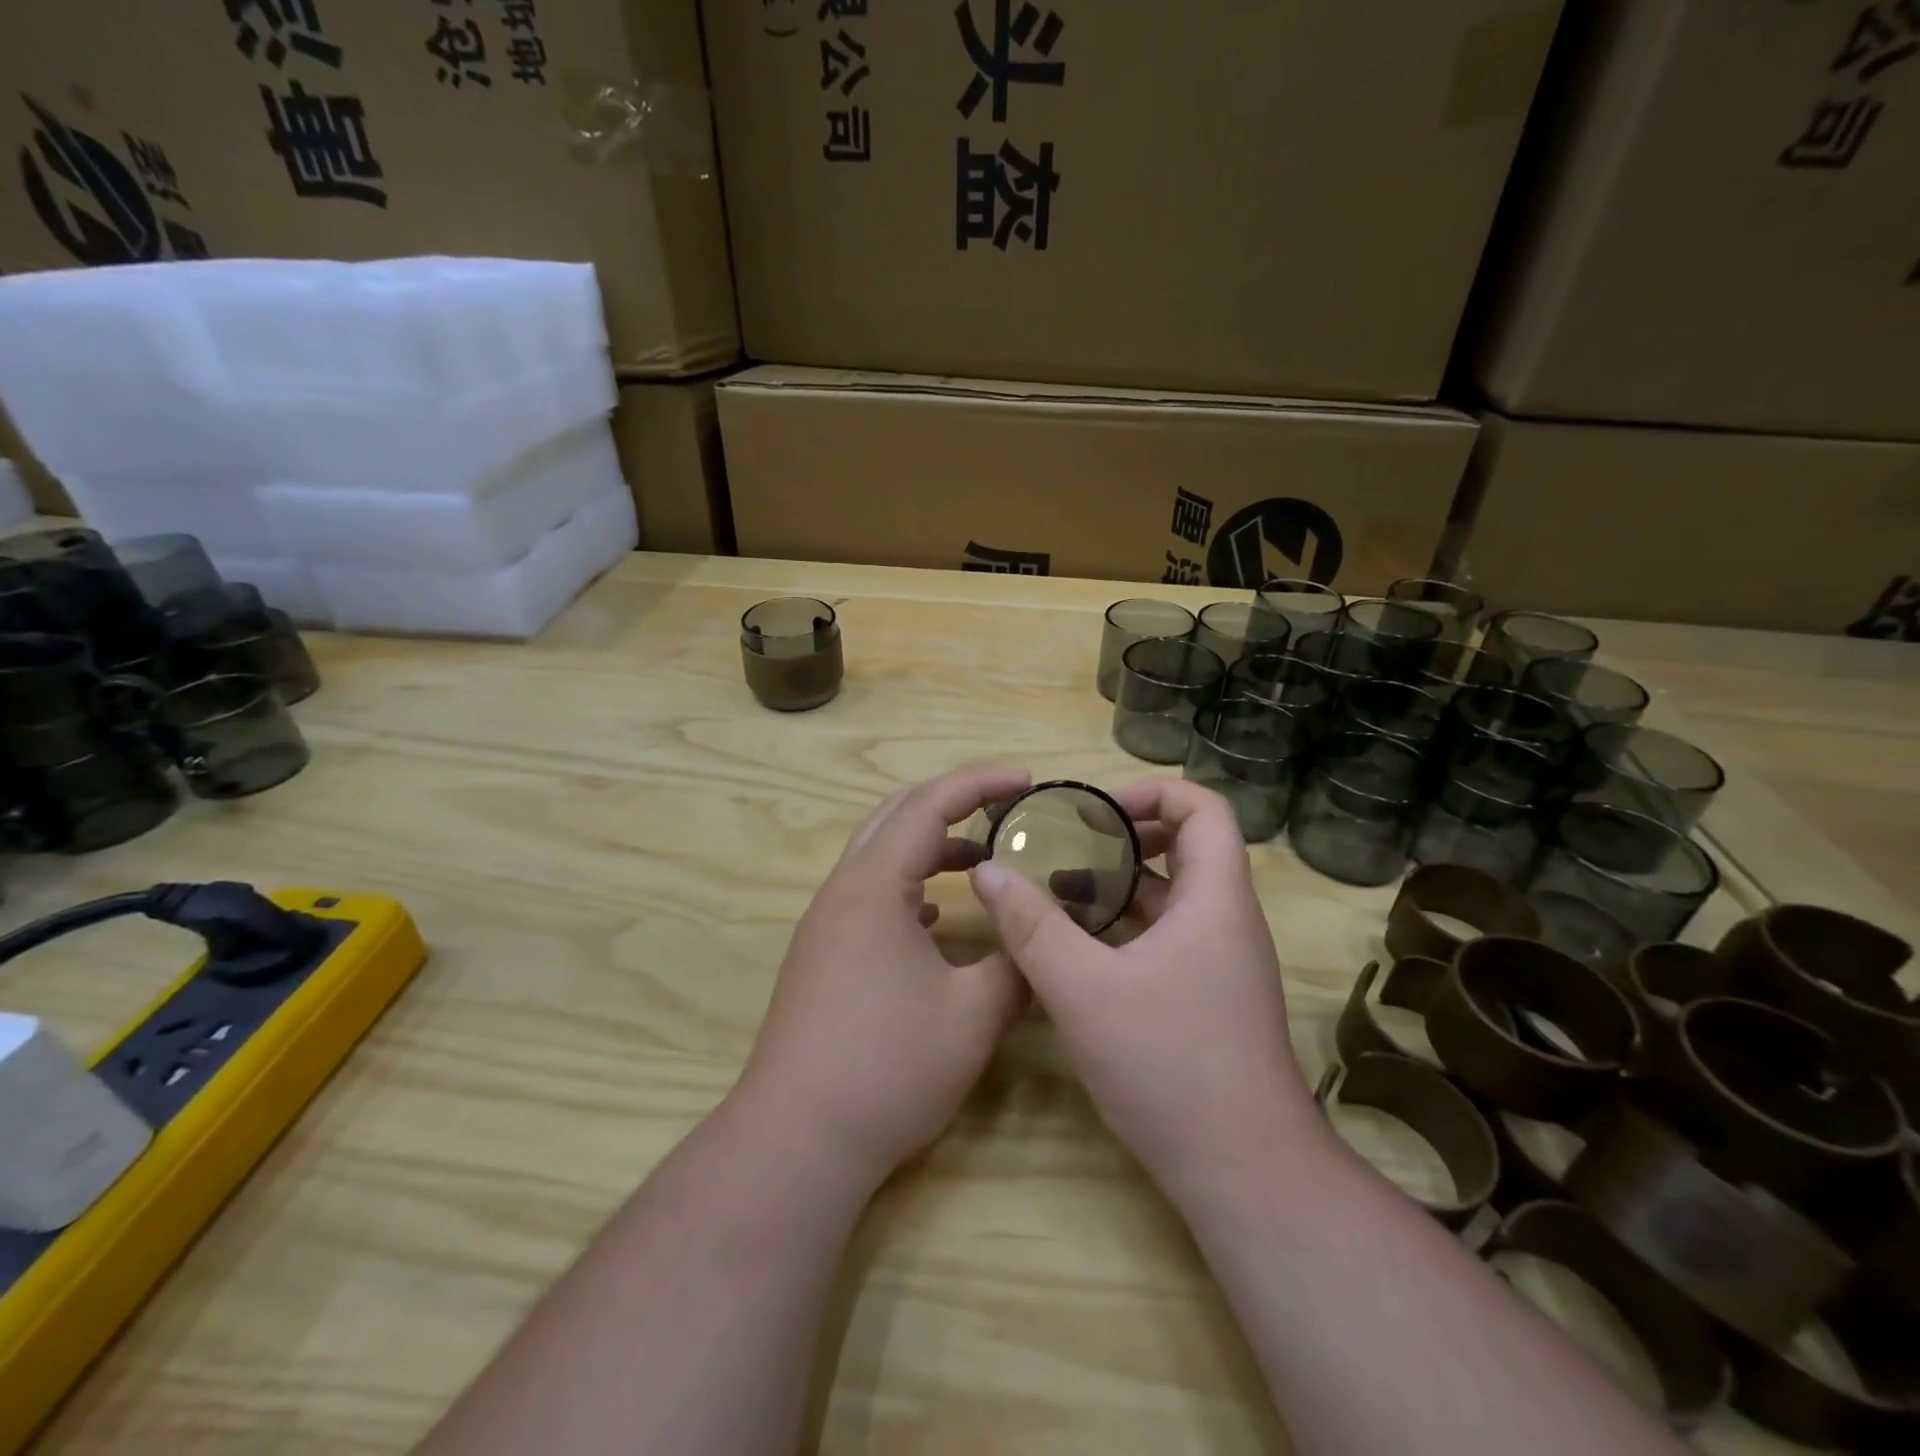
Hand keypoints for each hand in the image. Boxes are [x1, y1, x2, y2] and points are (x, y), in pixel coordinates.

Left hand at [732, 766, 1031, 1187]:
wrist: (798, 1138)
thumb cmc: (888, 1066)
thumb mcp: (974, 1014)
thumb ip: (1017, 963)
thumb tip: (1041, 939)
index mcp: (873, 885)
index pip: (929, 806)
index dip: (980, 784)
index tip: (1026, 781)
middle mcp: (842, 891)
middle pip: (896, 816)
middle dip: (952, 802)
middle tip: (1004, 807)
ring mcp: (827, 924)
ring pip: (880, 856)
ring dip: (929, 846)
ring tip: (981, 860)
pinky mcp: (823, 955)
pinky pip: (870, 895)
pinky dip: (908, 884)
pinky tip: (936, 915)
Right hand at [970, 779, 1321, 1197]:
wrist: (1243, 1174)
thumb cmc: (1169, 1067)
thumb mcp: (1083, 991)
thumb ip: (1031, 926)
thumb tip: (987, 870)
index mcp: (1215, 899)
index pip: (1204, 807)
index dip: (1151, 791)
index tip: (1096, 810)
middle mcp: (1226, 919)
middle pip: (1186, 845)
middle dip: (1125, 833)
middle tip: (1068, 839)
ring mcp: (1220, 960)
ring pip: (1172, 893)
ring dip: (1120, 880)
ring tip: (1060, 884)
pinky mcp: (1208, 993)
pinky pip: (1167, 933)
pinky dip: (1125, 922)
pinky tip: (1078, 944)